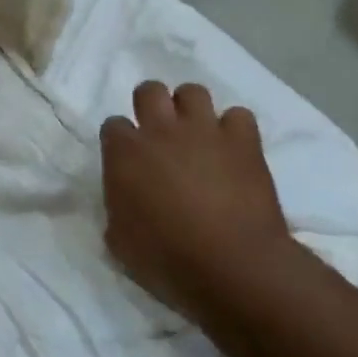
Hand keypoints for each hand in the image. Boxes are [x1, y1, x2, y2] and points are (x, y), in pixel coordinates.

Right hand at [100, 81, 294, 313]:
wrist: (231, 265)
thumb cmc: (165, 258)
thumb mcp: (119, 239)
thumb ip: (117, 207)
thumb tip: (125, 200)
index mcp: (123, 153)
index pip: (113, 126)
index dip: (119, 141)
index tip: (127, 160)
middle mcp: (160, 131)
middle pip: (150, 91)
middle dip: (151, 105)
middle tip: (159, 133)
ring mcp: (204, 132)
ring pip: (193, 92)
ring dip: (191, 109)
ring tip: (196, 134)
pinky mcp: (244, 142)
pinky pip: (238, 116)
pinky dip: (234, 129)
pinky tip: (232, 149)